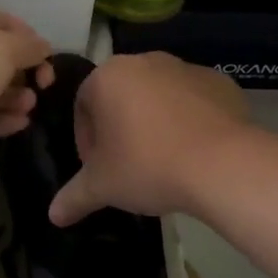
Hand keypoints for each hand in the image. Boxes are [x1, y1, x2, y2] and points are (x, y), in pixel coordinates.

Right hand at [49, 53, 249, 225]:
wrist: (224, 164)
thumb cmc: (149, 165)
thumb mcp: (103, 186)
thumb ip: (74, 196)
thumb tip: (53, 215)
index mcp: (108, 76)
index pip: (83, 105)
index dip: (86, 140)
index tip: (98, 168)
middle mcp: (145, 61)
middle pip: (121, 97)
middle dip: (120, 129)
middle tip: (127, 166)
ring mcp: (185, 68)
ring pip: (158, 96)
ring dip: (154, 123)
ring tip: (163, 161)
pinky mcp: (220, 82)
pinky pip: (193, 101)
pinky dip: (189, 121)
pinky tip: (194, 152)